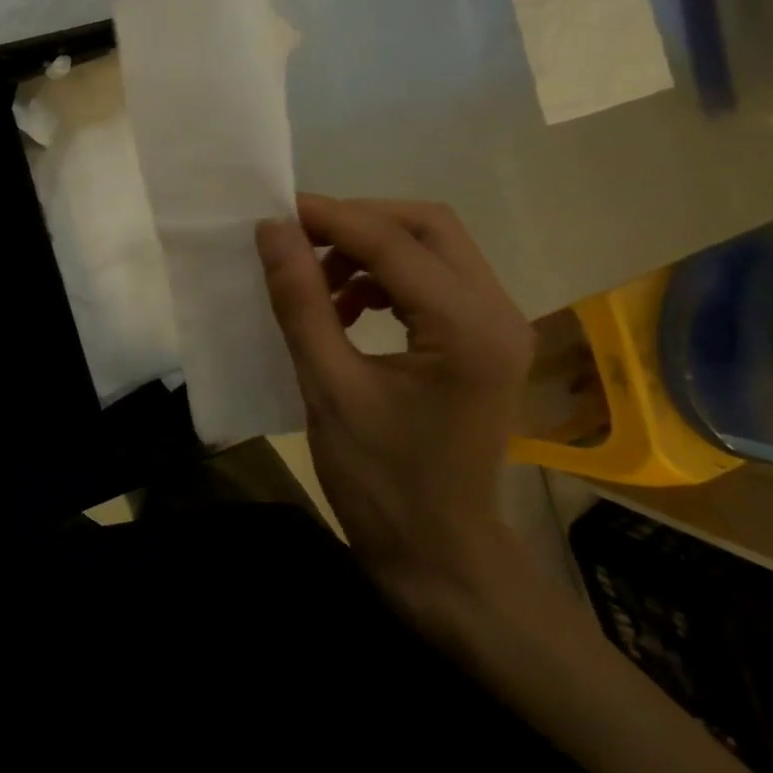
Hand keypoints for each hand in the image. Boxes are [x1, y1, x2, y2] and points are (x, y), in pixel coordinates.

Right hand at [256, 195, 534, 607]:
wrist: (442, 560)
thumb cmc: (382, 485)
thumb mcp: (329, 389)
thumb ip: (302, 301)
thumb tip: (272, 231)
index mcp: (467, 328)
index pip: (392, 242)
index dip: (330, 218)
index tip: (275, 212)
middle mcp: (498, 311)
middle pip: (428, 226)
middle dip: (358, 223)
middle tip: (301, 241)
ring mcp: (500, 324)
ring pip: (433, 247)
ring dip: (373, 249)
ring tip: (320, 282)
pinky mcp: (487, 338)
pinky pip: (436, 279)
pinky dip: (389, 277)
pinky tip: (349, 307)